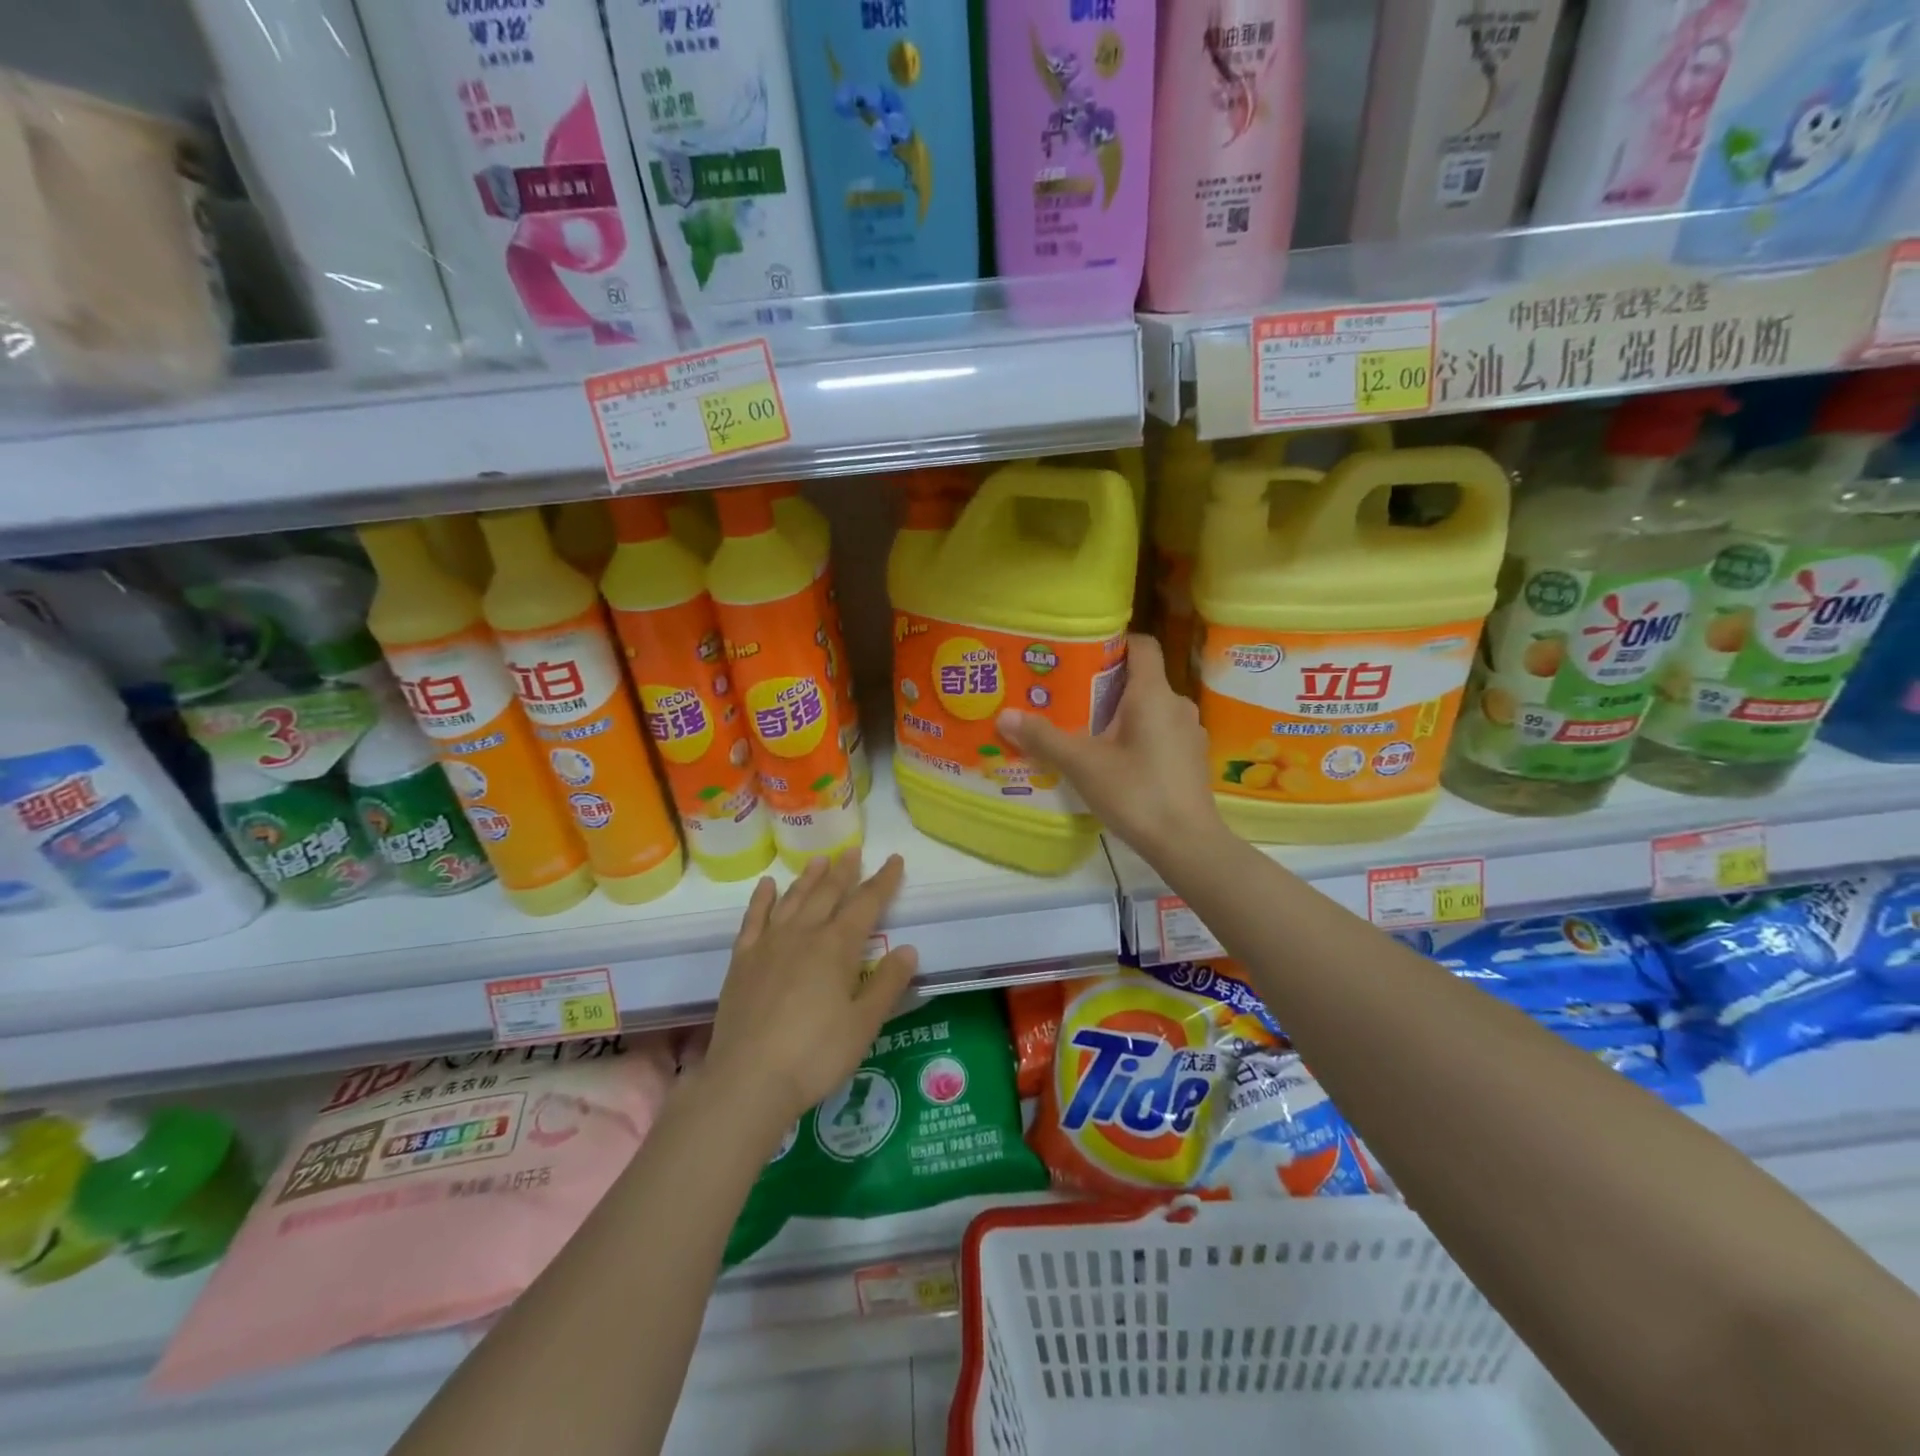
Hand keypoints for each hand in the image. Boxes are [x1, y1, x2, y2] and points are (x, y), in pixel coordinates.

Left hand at [703, 853, 918, 1133]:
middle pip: (828, 894)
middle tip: (853, 851)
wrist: (748, 1080)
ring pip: (793, 900)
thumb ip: (887, 984)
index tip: (894, 860)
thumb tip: (908, 949)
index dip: (883, 881)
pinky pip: (754, 919)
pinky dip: (762, 900)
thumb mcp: (864, 1024)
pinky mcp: (743, 961)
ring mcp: (769, 945)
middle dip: (844, 871)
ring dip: (808, 878)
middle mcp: (804, 934)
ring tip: (819, 860)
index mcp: (837, 947)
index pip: (867, 904)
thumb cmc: (815, 1054)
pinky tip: (768, 886)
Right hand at [997, 635, 1223, 864]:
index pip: (1142, 646)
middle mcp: (1177, 705)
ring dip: (1123, 714)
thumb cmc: (1136, 793)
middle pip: (1142, 679)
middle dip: (1107, 685)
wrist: (1187, 844)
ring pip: (1151, 709)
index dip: (1115, 642)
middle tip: (1071, 697)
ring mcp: (1189, 733)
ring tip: (1088, 731)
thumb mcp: (1083, 765)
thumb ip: (1044, 738)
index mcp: (1153, 694)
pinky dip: (1139, 737)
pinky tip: (1116, 761)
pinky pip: (1161, 734)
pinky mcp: (1192, 759)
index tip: (1083, 652)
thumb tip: (1004, 716)